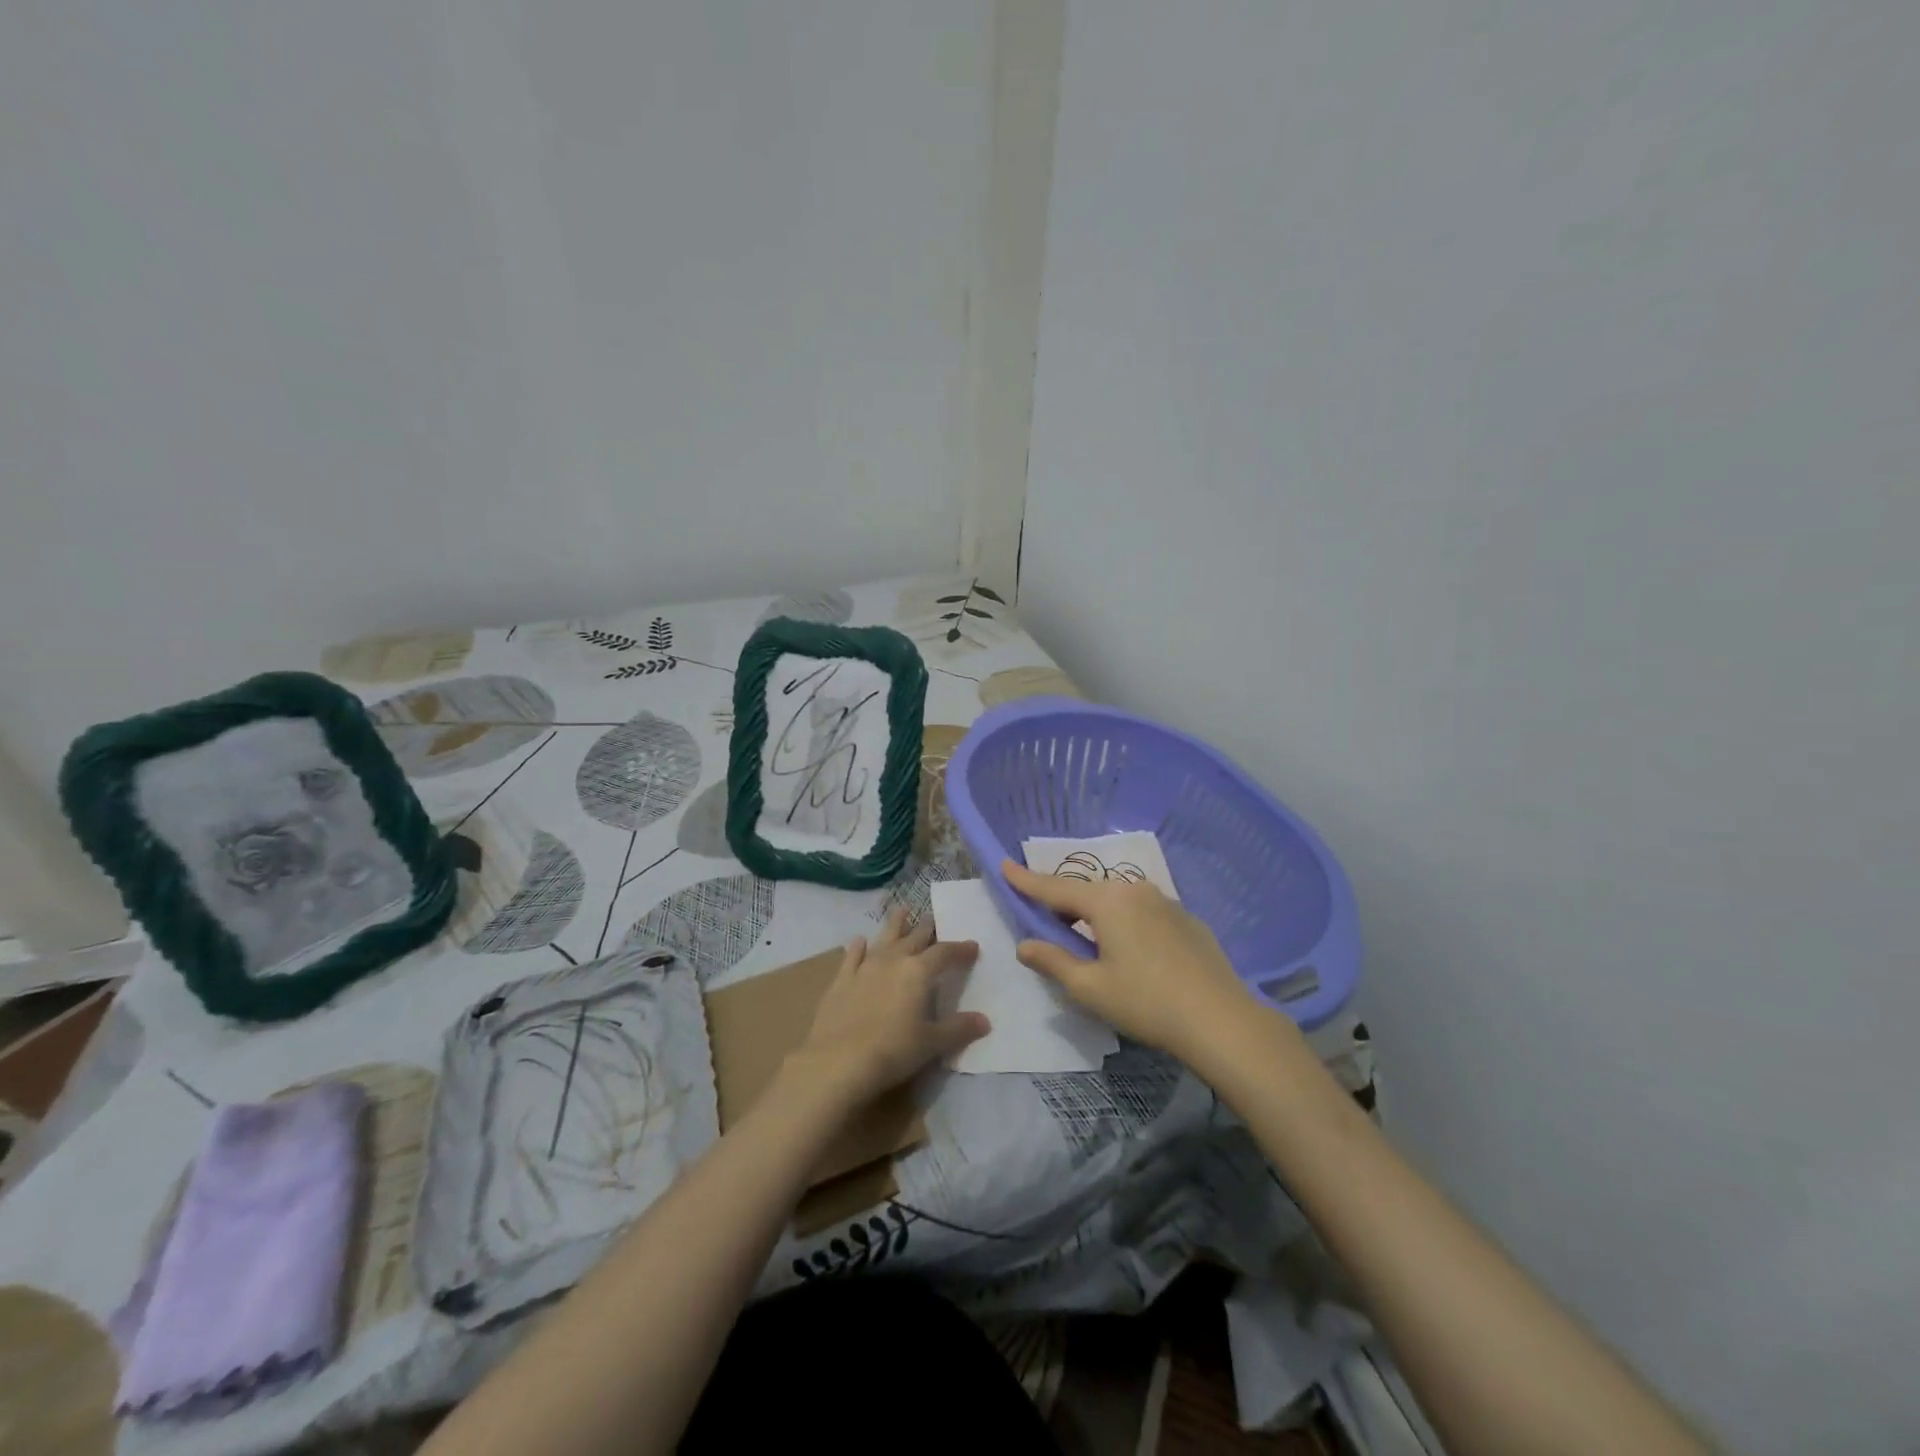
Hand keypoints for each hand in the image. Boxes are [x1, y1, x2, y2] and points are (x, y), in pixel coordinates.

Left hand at [788, 907, 987, 1107]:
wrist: (838, 1062)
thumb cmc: (893, 1051)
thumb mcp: (932, 1043)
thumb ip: (959, 1029)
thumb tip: (985, 1021)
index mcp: (918, 972)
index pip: (945, 953)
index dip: (960, 949)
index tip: (972, 946)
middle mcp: (893, 961)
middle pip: (914, 938)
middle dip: (927, 928)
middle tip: (934, 918)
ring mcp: (864, 968)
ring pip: (884, 938)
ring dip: (895, 924)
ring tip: (902, 910)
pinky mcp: (841, 981)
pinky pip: (852, 956)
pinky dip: (858, 947)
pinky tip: (859, 941)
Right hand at [1004, 859, 1261, 1067]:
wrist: (1220, 1018)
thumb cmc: (1146, 1002)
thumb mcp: (1090, 988)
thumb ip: (1053, 961)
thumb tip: (1024, 945)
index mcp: (1106, 901)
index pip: (1055, 888)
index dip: (1026, 880)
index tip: (1005, 864)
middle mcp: (1134, 889)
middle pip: (1087, 892)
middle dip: (1063, 903)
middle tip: (1045, 919)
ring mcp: (1165, 901)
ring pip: (1117, 901)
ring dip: (1096, 915)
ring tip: (1087, 940)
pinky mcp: (1186, 918)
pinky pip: (1143, 912)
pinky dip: (1125, 922)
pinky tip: (1131, 952)